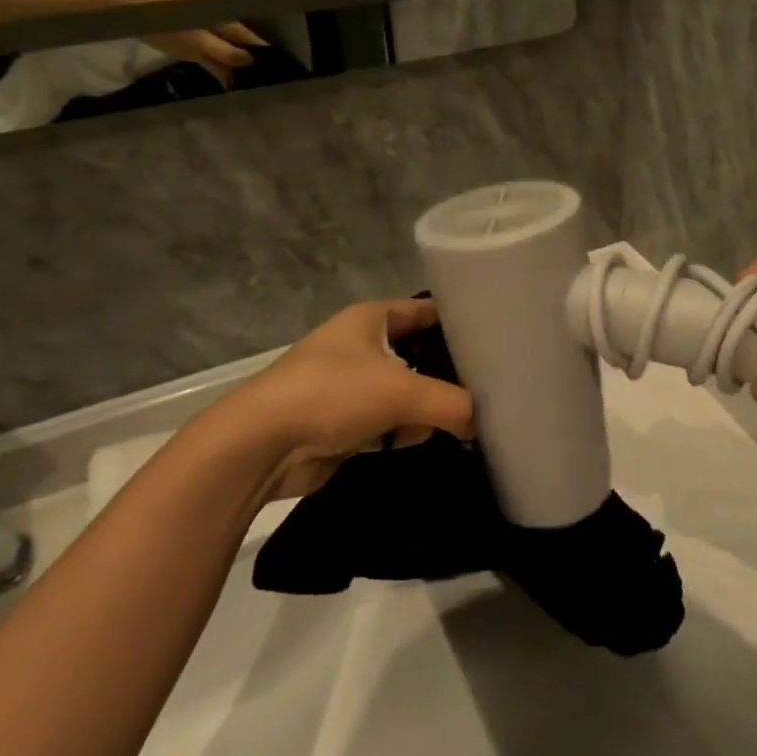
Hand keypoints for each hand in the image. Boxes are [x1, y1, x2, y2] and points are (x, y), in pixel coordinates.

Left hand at [104, 0, 264, 85]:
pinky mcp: (189, 46)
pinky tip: (228, 83)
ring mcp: (202, 34)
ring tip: (251, 85)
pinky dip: (219, 70)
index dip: (263, 48)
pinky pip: (211, 59)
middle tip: (269, 78)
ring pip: (225, 52)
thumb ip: (224, 51)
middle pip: (239, 43)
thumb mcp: (197, 39)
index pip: (248, 34)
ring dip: (235, 67)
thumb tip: (252, 61)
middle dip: (251, 59)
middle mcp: (215, 23)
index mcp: (221, 16)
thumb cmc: (165, 20)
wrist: (126, 11)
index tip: (281, 64)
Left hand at [198, 297, 472, 500]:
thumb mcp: (403, 392)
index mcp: (370, 318)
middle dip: (447, 371)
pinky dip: (402, 431)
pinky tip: (423, 441)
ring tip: (462, 419)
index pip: (426, 309)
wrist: (261, 445)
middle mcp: (359, 344)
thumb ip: (453, 404)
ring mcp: (347, 384)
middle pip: (417, 352)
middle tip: (487, 387)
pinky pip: (385, 421)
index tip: (495, 337)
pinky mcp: (340, 420)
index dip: (459, 319)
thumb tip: (479, 423)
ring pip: (403, 390)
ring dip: (425, 407)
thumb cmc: (334, 395)